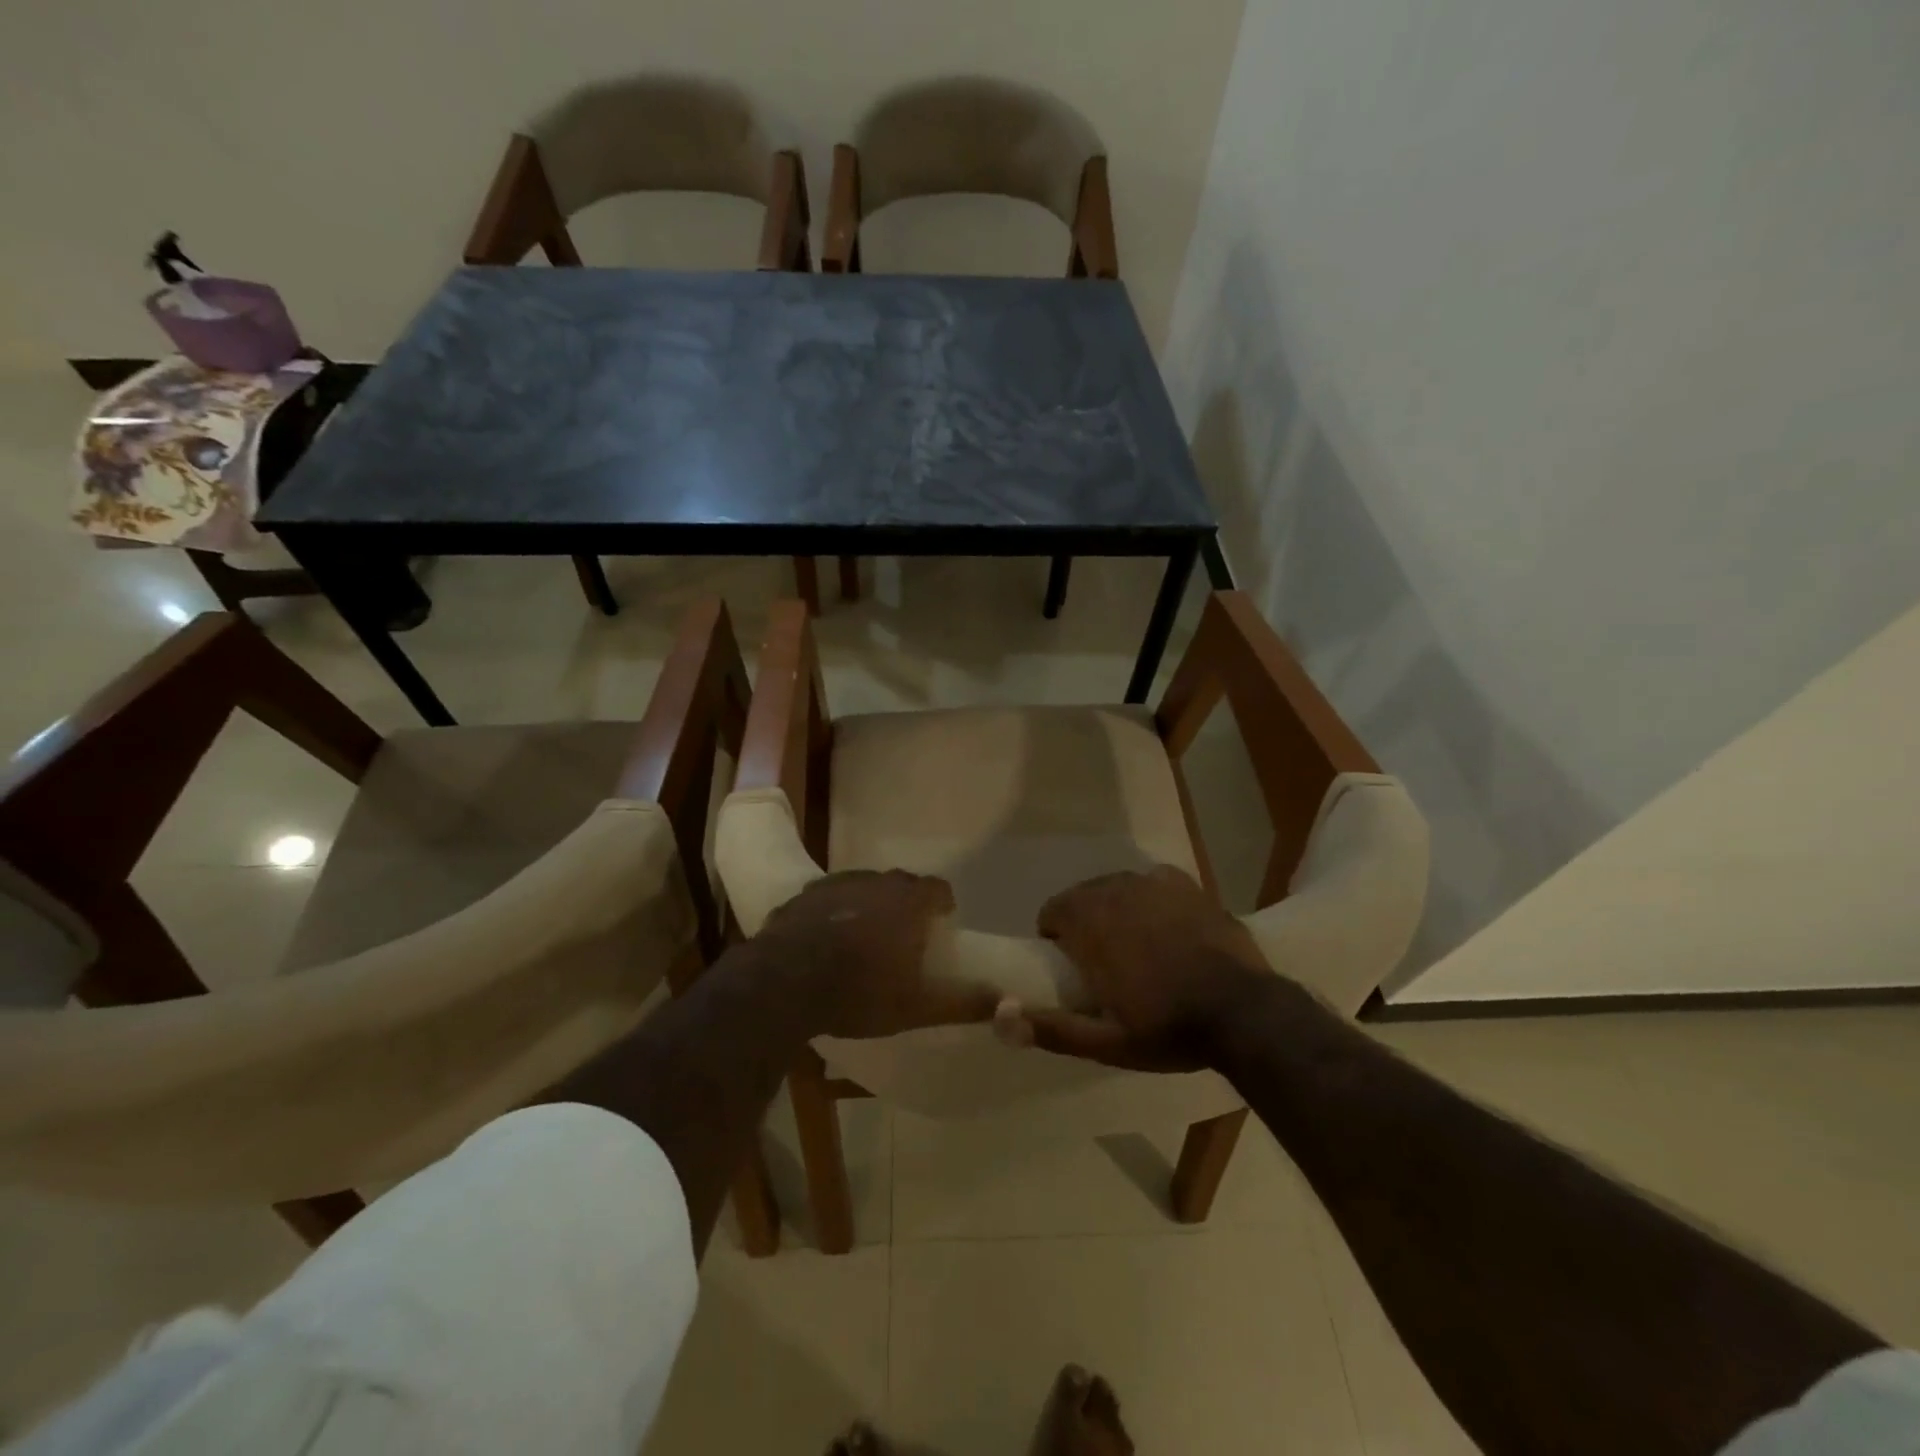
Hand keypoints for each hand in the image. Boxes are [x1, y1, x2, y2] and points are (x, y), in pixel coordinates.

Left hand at [754, 870, 997, 1038]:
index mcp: (907, 902)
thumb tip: (1006, 1002)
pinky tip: (825, 939)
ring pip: (862, 887)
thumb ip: (963, 1002)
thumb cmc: (860, 992)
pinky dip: (834, 912)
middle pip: (900, 884)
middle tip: (905, 935)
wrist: (784, 984)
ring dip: (869, 905)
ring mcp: (835, 885)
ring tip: (865, 937)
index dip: (942, 904)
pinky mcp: (802, 896)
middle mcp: (875, 882)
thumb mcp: (917, 1007)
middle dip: (906, 903)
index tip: (941, 923)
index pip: (937, 888)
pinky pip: (828, 898)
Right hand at [1002, 865, 1273, 1069]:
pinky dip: (1150, 902)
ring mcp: (1154, 883)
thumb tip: (998, 1017)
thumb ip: (1050, 1028)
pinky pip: (1152, 884)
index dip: (1056, 940)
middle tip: (1105, 966)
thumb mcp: (1106, 1042)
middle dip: (1085, 924)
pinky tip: (1168, 930)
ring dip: (1116, 912)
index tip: (1074, 971)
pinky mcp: (1187, 885)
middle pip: (1083, 897)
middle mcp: (1117, 889)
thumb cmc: (1167, 1027)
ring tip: (1137, 950)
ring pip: (1117, 889)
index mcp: (1090, 921)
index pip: (1052, 912)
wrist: (1245, 1013)